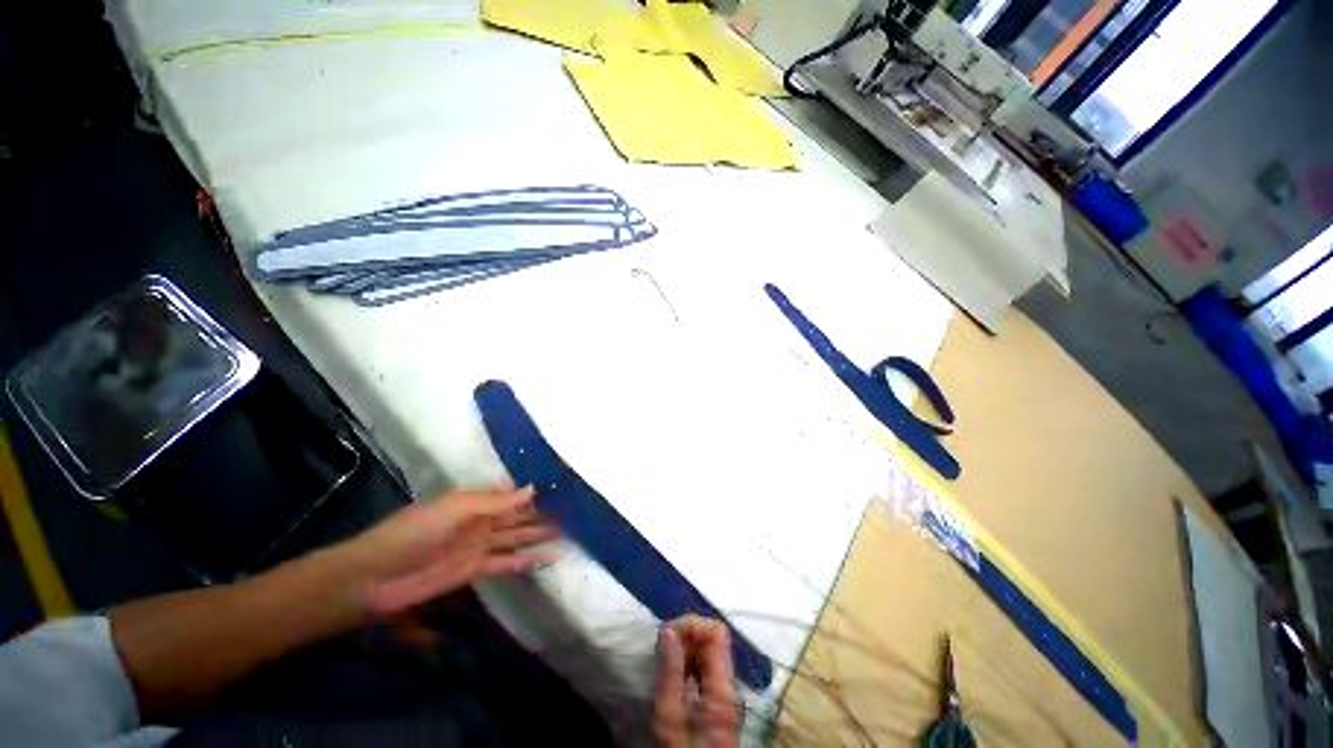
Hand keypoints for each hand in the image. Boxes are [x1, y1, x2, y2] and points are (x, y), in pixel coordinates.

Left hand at [341, 486, 559, 618]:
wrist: (375, 577)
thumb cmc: (414, 532)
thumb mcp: (456, 509)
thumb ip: (496, 502)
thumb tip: (534, 489)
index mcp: (474, 501)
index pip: (510, 494)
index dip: (532, 493)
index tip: (560, 490)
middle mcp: (480, 521)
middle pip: (516, 516)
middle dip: (540, 514)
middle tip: (570, 512)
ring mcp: (478, 546)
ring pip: (516, 537)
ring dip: (538, 535)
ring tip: (565, 532)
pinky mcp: (475, 570)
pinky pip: (507, 562)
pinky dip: (526, 561)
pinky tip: (547, 559)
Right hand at [652, 616, 741, 747]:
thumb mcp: (668, 718)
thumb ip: (670, 671)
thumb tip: (668, 630)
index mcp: (723, 688)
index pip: (717, 632)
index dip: (692, 626)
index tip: (668, 635)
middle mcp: (728, 687)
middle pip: (712, 641)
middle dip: (685, 636)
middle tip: (661, 649)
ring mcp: (723, 697)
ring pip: (707, 654)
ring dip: (684, 650)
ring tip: (663, 661)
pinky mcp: (715, 706)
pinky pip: (703, 671)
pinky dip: (686, 665)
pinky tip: (670, 674)